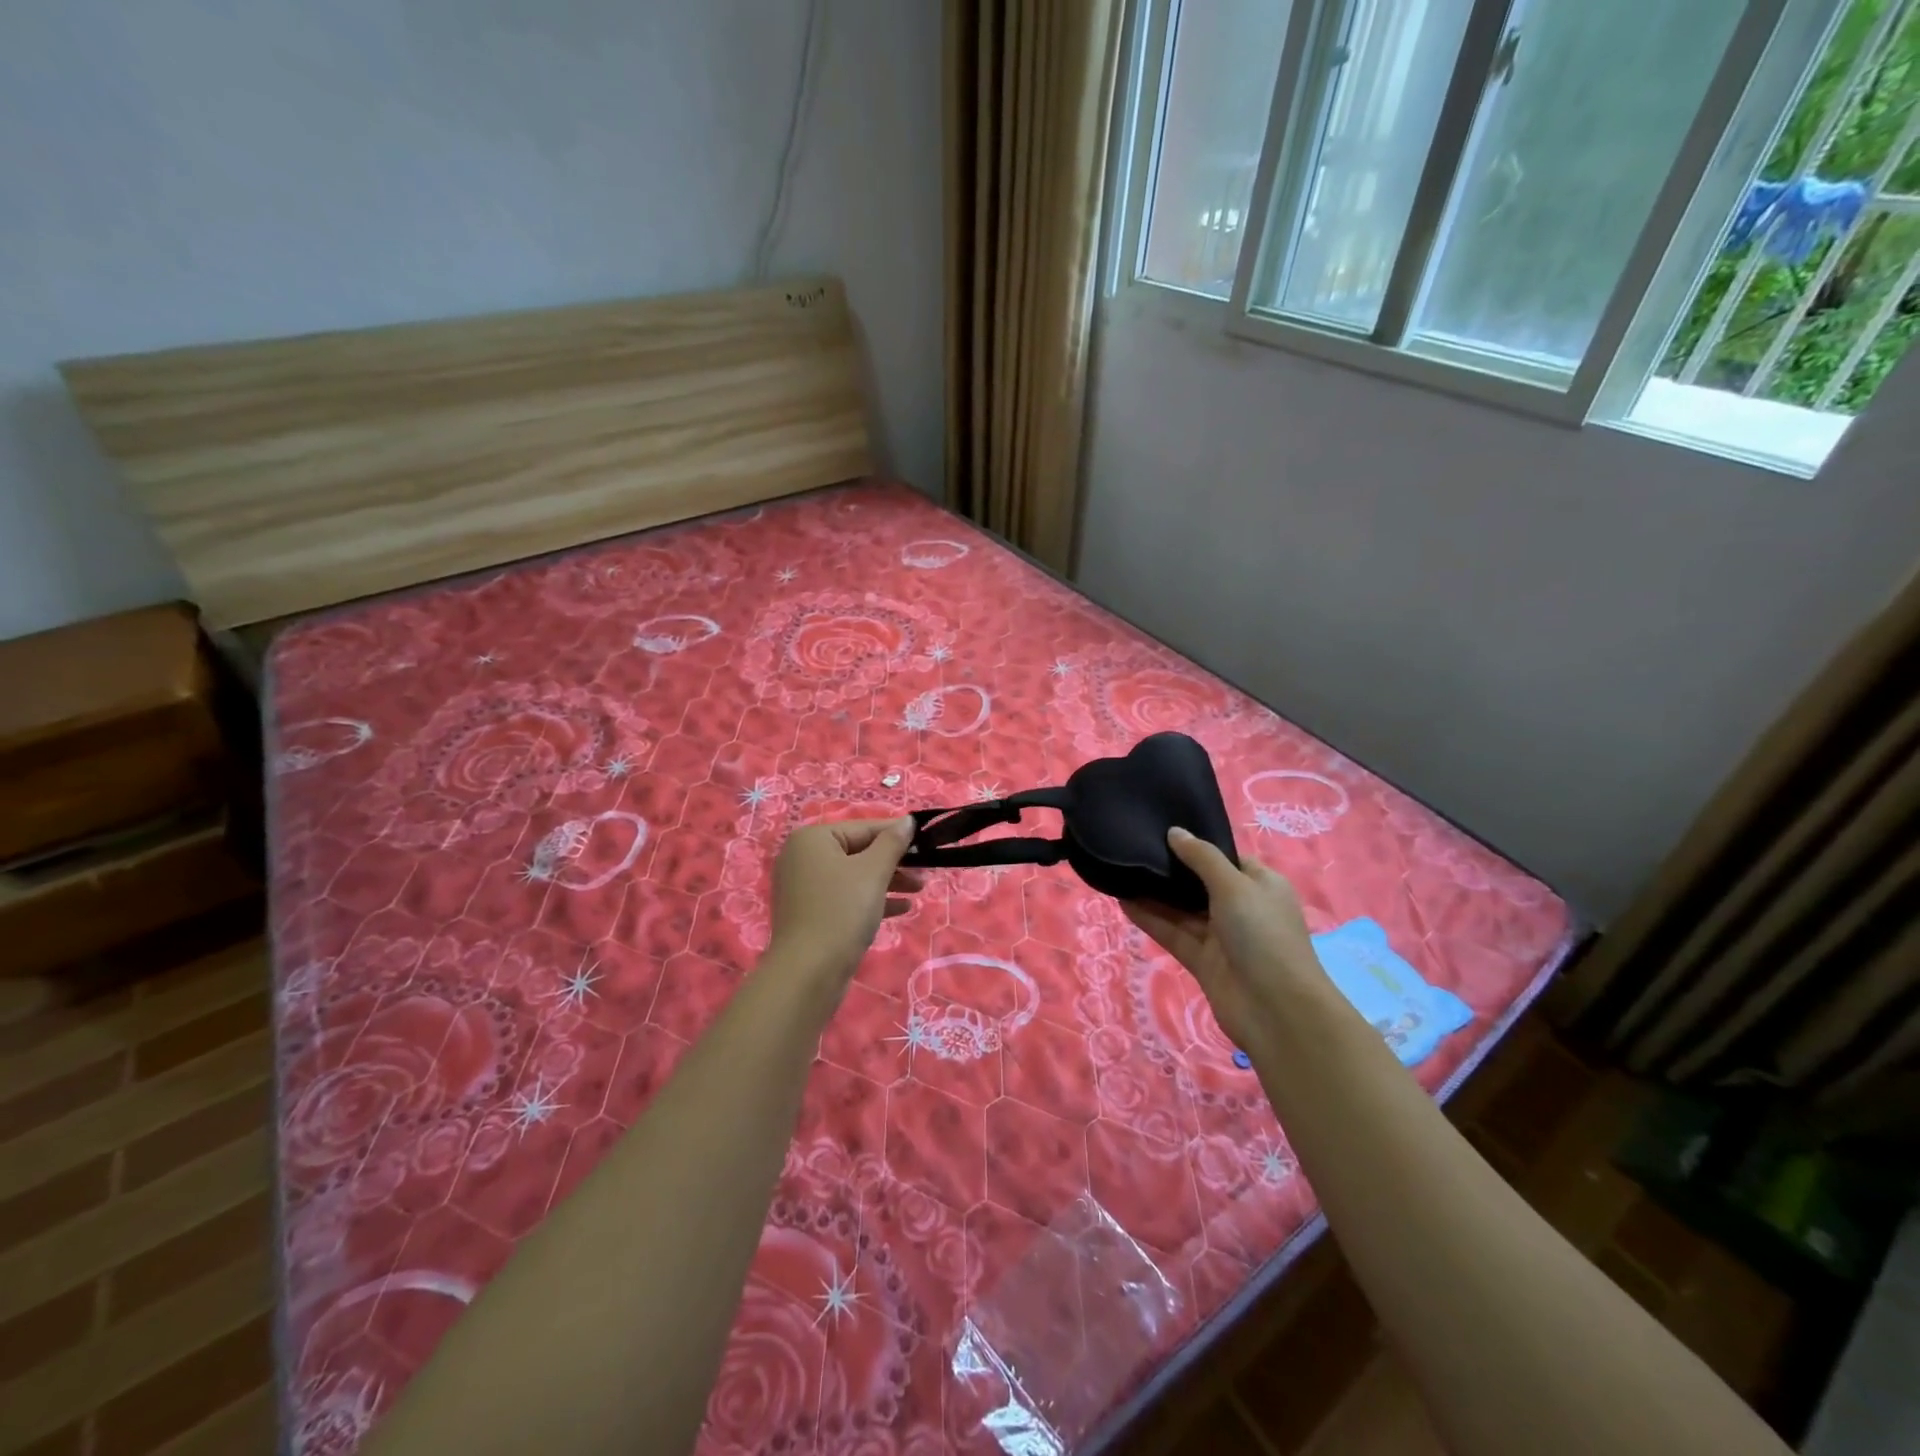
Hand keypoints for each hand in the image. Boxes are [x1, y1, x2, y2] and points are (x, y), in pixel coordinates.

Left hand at [769, 818, 923, 983]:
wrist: (809, 972)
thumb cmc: (842, 910)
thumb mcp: (873, 871)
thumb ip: (892, 843)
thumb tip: (907, 821)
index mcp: (812, 839)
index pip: (864, 828)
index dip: (897, 835)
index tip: (927, 842)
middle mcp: (803, 858)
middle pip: (859, 852)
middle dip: (894, 862)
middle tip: (925, 871)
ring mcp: (805, 888)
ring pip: (854, 877)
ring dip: (888, 881)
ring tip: (919, 890)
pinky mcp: (811, 914)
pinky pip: (846, 898)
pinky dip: (872, 899)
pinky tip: (902, 908)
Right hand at [1123, 828, 1321, 1050]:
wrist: (1275, 1009)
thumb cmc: (1262, 934)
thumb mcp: (1234, 885)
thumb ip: (1201, 858)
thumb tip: (1174, 832)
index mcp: (1261, 885)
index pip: (1226, 858)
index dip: (1198, 846)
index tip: (1163, 832)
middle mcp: (1242, 908)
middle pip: (1200, 884)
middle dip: (1171, 870)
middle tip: (1134, 847)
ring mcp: (1221, 937)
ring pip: (1182, 910)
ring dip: (1155, 895)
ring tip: (1121, 871)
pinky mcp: (1202, 961)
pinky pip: (1173, 933)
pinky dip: (1151, 919)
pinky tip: (1123, 902)